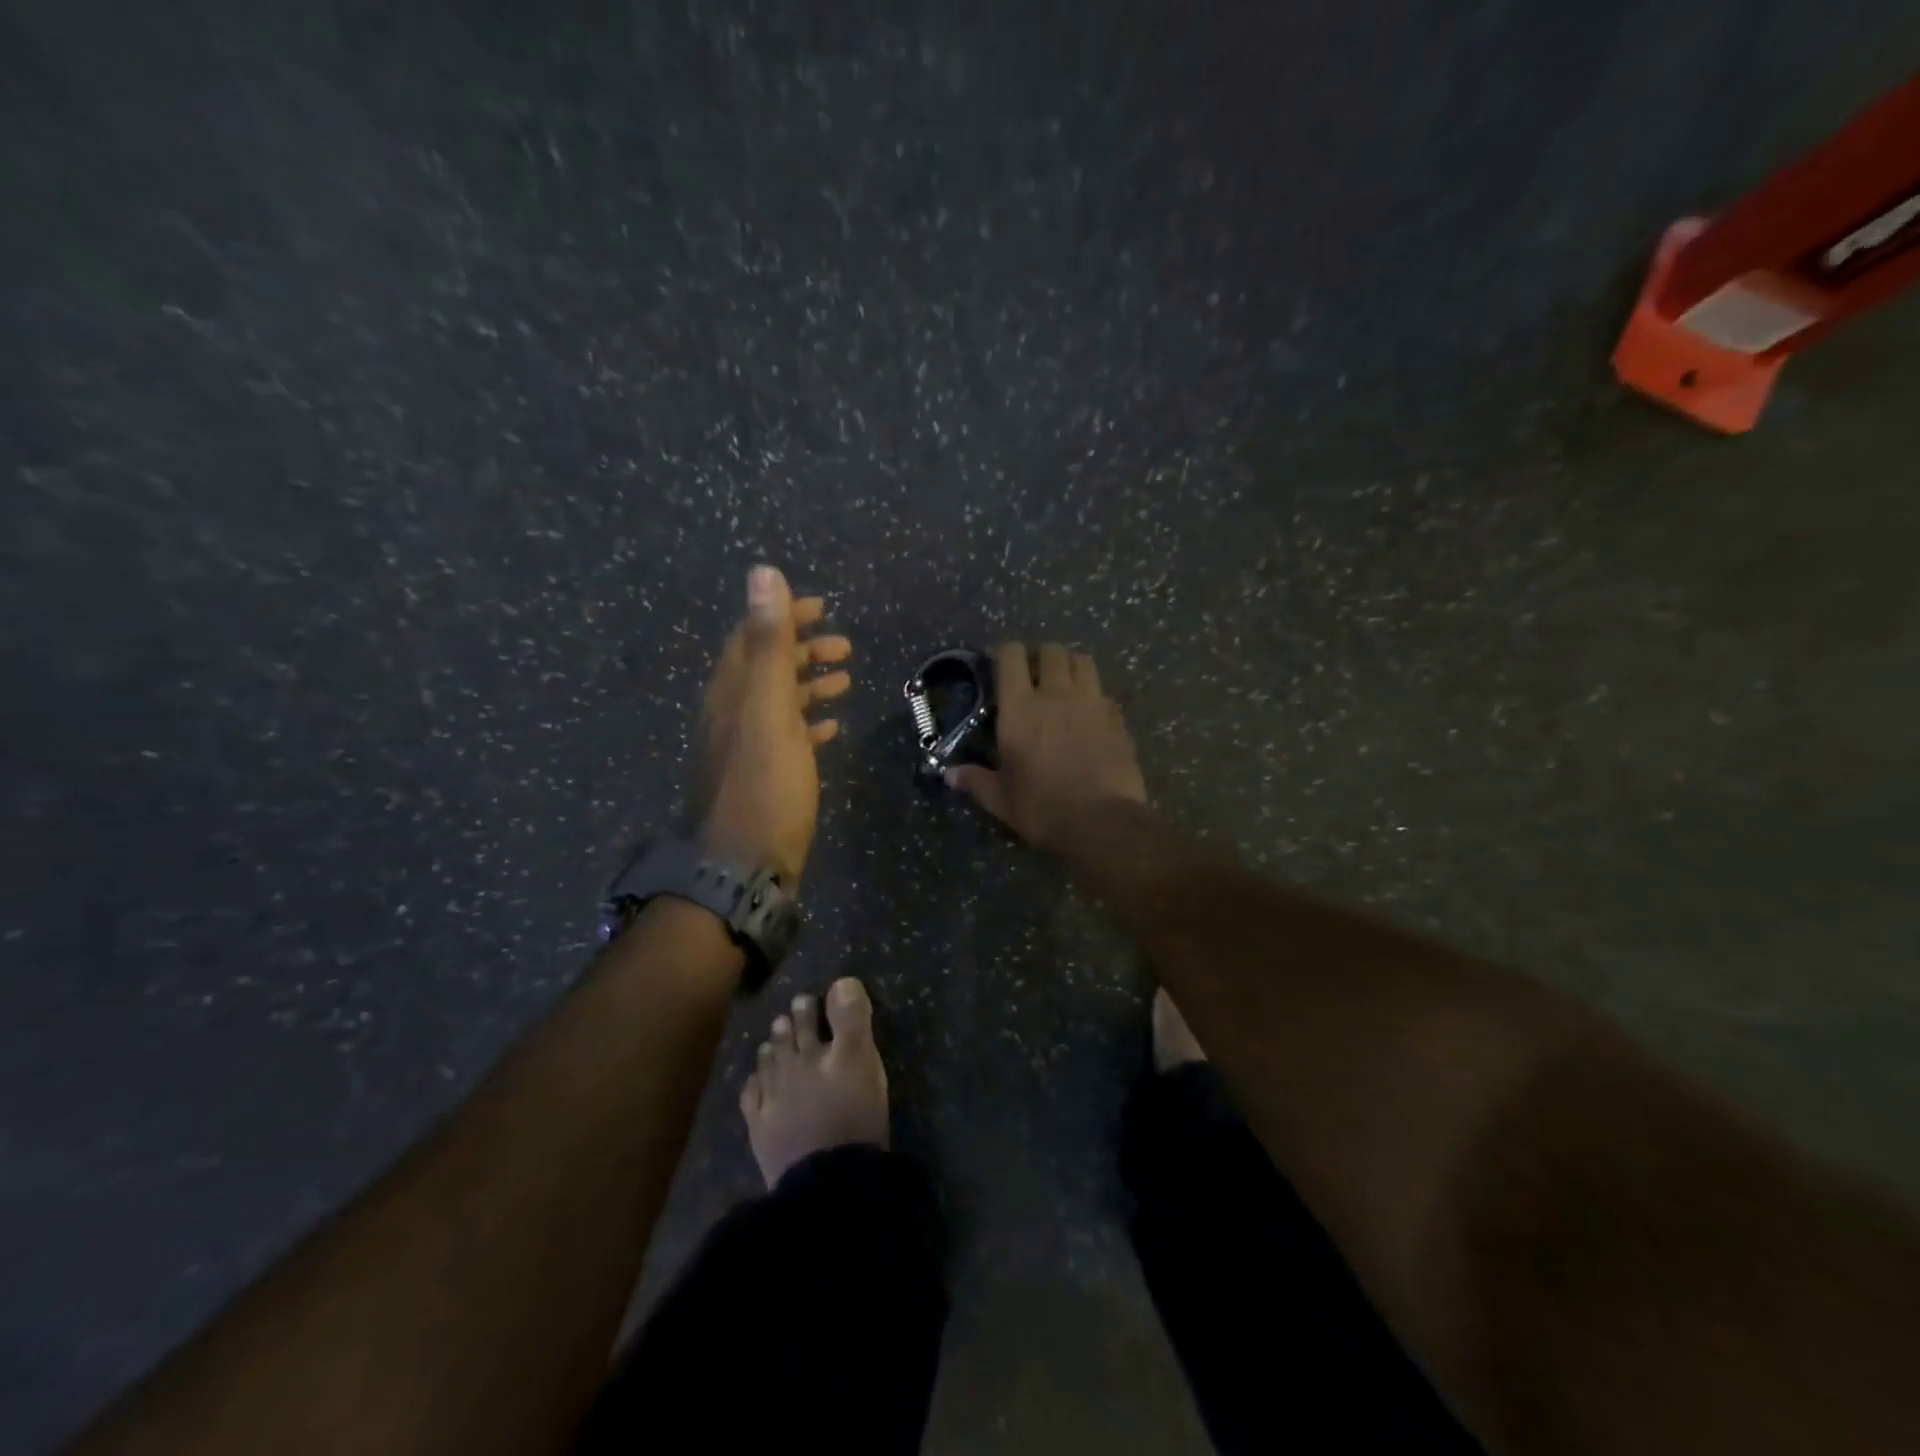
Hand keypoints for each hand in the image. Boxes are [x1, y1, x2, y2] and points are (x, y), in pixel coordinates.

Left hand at [691, 566, 851, 885]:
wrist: (743, 865)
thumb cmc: (764, 784)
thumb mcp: (768, 708)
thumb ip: (769, 642)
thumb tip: (763, 572)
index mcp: (732, 692)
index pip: (752, 637)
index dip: (784, 616)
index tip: (822, 607)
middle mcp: (734, 713)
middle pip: (767, 667)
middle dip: (803, 650)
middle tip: (843, 646)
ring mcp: (748, 747)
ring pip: (779, 702)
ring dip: (809, 685)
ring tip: (845, 680)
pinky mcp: (765, 776)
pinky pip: (787, 737)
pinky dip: (809, 723)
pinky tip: (831, 728)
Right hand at [946, 642, 1145, 851]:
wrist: (1102, 823)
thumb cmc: (1042, 808)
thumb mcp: (1001, 799)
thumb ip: (976, 780)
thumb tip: (949, 774)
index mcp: (1021, 708)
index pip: (1011, 656)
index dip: (1005, 652)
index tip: (1000, 663)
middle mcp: (1056, 695)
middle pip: (1051, 651)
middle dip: (1041, 656)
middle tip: (1034, 674)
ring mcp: (1092, 703)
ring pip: (1083, 661)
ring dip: (1071, 665)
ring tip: (1064, 684)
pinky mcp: (1117, 719)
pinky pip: (1105, 692)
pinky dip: (1095, 695)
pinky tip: (1090, 714)